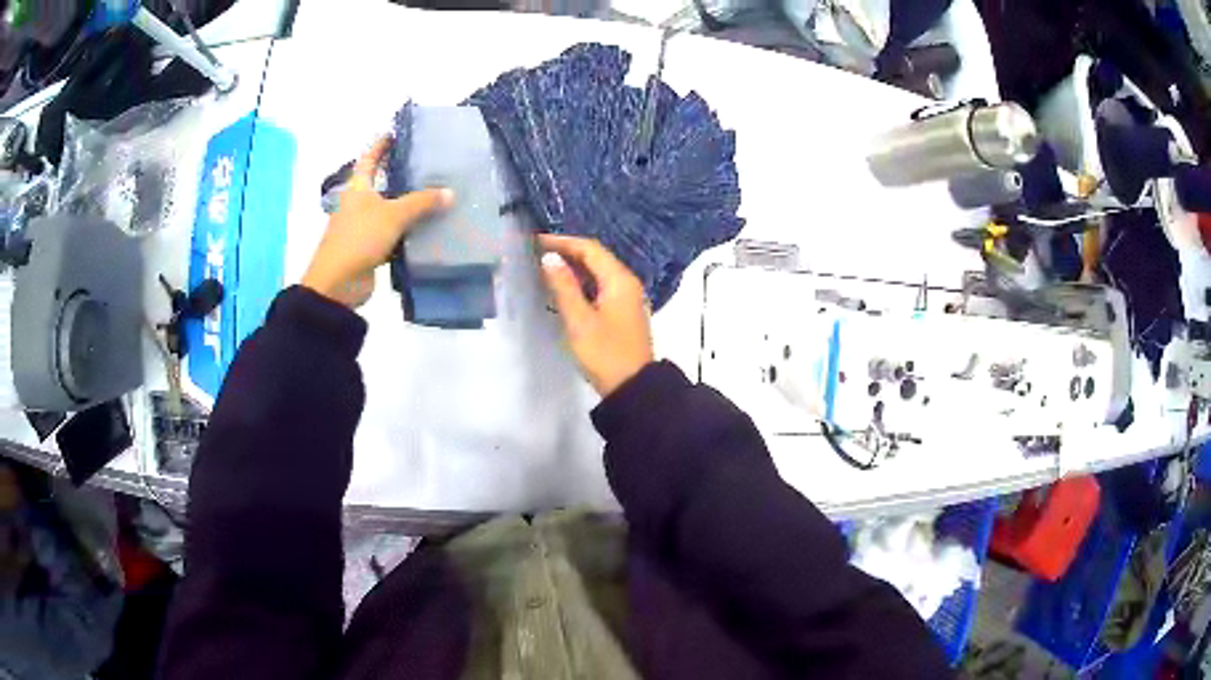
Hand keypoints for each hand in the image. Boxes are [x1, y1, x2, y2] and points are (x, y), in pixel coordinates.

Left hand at [302, 138, 453, 307]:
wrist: (337, 284)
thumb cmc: (359, 238)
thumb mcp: (393, 215)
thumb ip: (422, 203)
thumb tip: (450, 193)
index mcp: (358, 189)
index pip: (369, 159)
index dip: (380, 146)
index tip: (394, 133)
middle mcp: (358, 205)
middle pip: (381, 185)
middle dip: (399, 175)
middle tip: (426, 166)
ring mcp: (363, 228)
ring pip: (389, 211)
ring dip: (407, 206)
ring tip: (435, 196)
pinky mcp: (369, 250)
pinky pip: (393, 235)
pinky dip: (407, 232)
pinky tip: (427, 230)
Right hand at [539, 234, 653, 396]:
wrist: (632, 388)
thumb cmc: (605, 353)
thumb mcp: (579, 320)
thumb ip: (563, 286)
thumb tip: (549, 258)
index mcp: (619, 280)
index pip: (590, 248)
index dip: (562, 242)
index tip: (535, 242)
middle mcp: (626, 283)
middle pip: (595, 258)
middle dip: (566, 252)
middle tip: (536, 254)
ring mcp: (626, 298)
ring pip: (597, 273)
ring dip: (572, 268)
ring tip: (544, 269)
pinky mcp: (621, 313)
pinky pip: (599, 287)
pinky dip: (580, 284)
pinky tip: (562, 290)